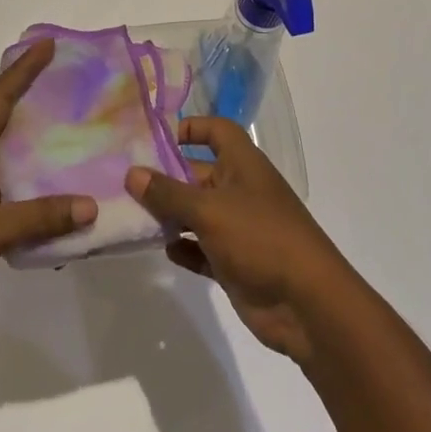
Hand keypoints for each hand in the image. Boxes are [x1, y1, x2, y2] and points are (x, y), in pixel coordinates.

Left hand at [0, 40, 95, 348]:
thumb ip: (36, 218)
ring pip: (19, 166)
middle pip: (10, 126)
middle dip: (39, 103)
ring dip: (47, 154)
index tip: (47, 46)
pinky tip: (73, 205)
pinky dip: (47, 201)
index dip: (21, 73)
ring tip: (86, 137)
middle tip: (78, 85)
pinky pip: (23, 204)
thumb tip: (90, 205)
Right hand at [127, 116, 355, 361]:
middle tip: (124, 183)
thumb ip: (168, 193)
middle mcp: (240, 190)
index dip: (192, 128)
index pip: (218, 131)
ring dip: (170, 216)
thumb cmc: (259, 237)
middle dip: (166, 178)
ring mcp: (238, 228)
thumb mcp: (209, 210)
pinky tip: (165, 251)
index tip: (157, 138)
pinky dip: (184, 248)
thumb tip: (132, 173)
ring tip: (133, 218)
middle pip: (198, 174)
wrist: (306, 303)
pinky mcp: (235, 262)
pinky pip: (202, 249)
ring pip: (196, 214)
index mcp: (243, 164)